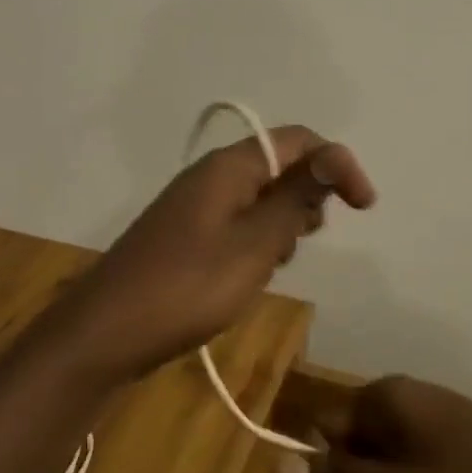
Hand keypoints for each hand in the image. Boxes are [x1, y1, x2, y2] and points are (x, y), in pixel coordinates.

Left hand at [56, 126, 375, 382]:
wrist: (106, 332)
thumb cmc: (188, 286)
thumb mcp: (254, 244)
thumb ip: (295, 199)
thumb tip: (331, 157)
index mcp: (228, 166)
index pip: (296, 140)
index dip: (337, 163)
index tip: (365, 206)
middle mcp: (210, 176)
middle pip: (277, 164)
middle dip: (309, 193)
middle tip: (311, 237)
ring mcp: (194, 206)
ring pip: (258, 196)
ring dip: (283, 220)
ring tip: (280, 259)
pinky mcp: (185, 235)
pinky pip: (236, 222)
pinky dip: (258, 239)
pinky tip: (253, 272)